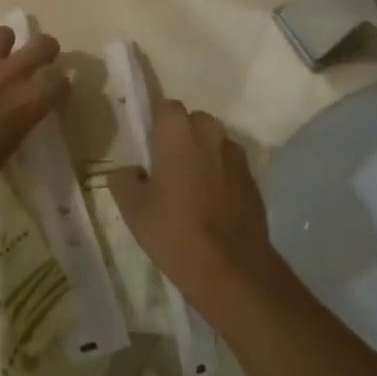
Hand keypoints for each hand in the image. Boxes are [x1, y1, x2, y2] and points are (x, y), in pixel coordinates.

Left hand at [0, 27, 70, 218]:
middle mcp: (10, 75)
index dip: (59, 86)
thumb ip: (14, 128)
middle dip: (44, 50)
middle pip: (42, 45)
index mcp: (29, 104)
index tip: (53, 92)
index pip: (60, 82)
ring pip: (3, 34)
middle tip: (38, 60)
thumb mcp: (2, 156)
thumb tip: (12, 120)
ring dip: (3, 46)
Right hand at [109, 101, 275, 305]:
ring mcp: (235, 156)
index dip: (156, 124)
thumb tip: (130, 171)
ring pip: (214, 143)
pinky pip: (230, 166)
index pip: (165, 107)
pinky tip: (212, 206)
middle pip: (193, 121)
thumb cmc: (174, 230)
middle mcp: (210, 133)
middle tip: (168, 169)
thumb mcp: (133, 209)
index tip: (149, 149)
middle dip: (181, 137)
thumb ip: (124, 179)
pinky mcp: (253, 179)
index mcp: (178, 131)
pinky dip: (221, 176)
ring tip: (191, 190)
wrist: (231, 269)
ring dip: (203, 155)